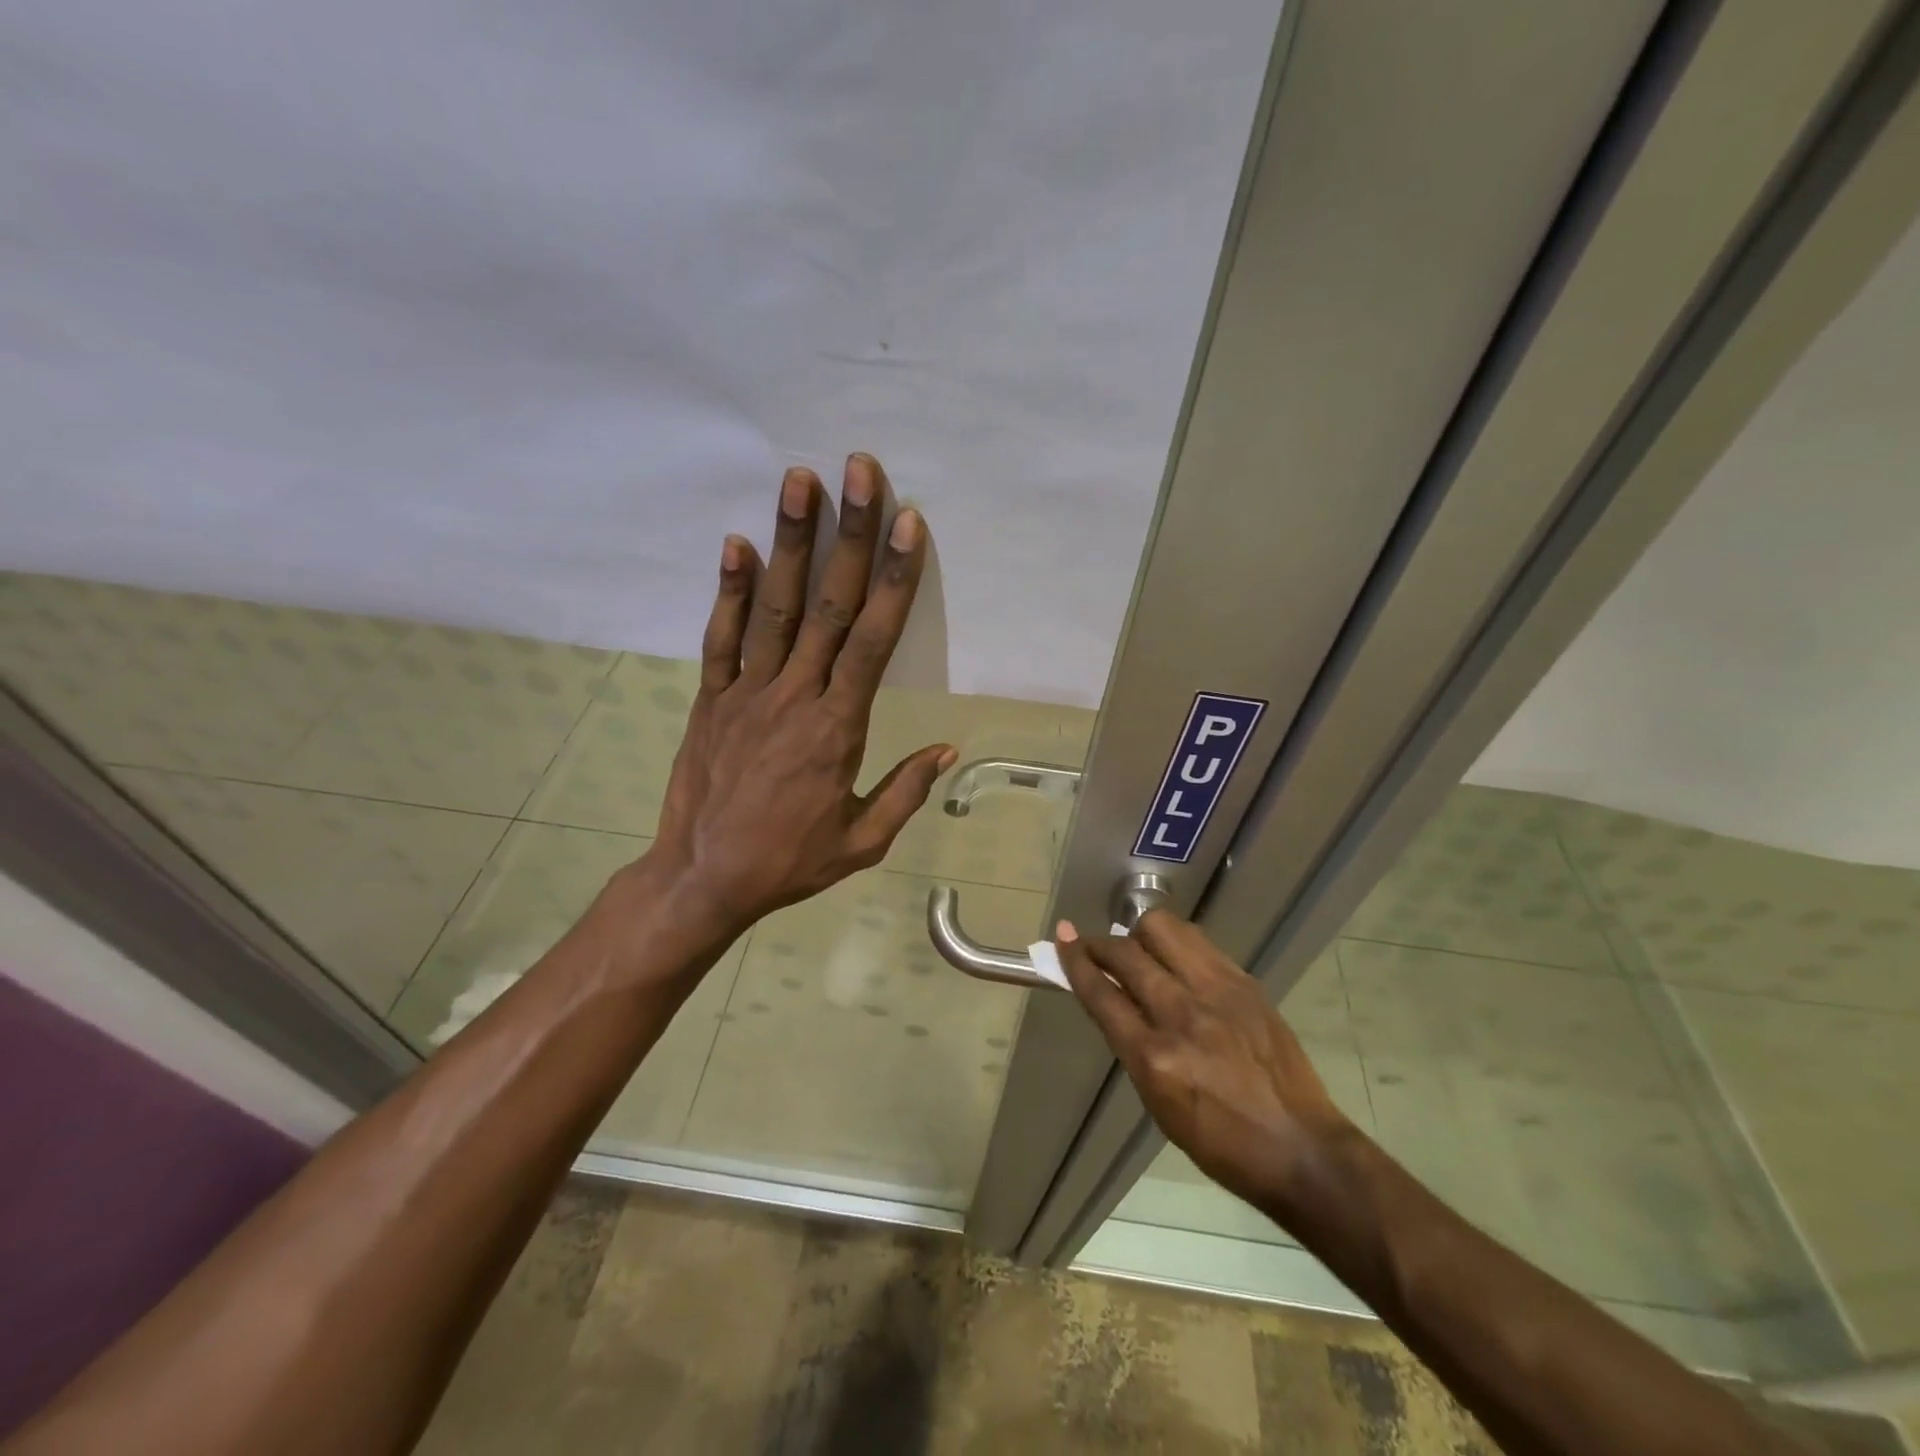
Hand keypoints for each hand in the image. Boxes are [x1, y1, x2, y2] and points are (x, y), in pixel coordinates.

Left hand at [645, 454, 955, 938]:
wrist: (703, 879)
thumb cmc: (789, 862)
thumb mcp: (862, 842)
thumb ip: (904, 792)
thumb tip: (948, 750)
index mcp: (838, 728)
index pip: (874, 641)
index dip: (893, 579)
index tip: (908, 524)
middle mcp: (794, 696)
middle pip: (830, 606)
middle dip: (848, 534)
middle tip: (860, 470)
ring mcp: (746, 693)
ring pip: (775, 608)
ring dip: (789, 542)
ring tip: (798, 480)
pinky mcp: (710, 699)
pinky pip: (720, 638)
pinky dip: (728, 590)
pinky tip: (737, 543)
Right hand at [1057, 913, 1357, 1215]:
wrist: (1300, 1146)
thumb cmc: (1220, 1142)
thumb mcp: (1158, 1103)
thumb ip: (1132, 1045)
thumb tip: (1111, 999)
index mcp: (1154, 1058)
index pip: (1101, 994)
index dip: (1075, 962)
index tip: (1062, 940)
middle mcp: (1182, 1015)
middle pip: (1125, 954)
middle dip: (1099, 944)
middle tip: (1092, 947)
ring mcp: (1217, 992)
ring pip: (1162, 930)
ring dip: (1138, 934)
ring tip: (1138, 949)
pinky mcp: (1244, 982)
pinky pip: (1197, 942)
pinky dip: (1175, 942)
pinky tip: (1175, 958)